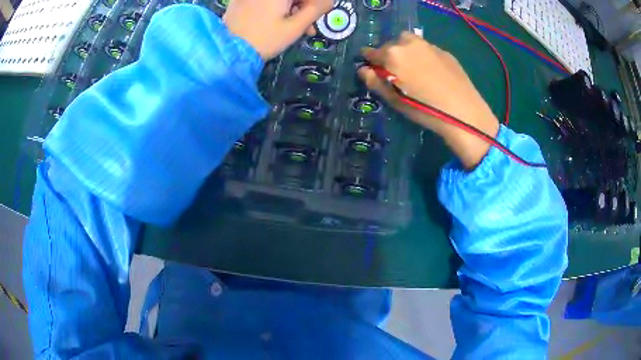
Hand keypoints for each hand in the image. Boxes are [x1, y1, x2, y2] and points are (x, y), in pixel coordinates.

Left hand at [224, 0, 333, 59]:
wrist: (228, 53)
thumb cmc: (265, 39)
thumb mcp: (295, 26)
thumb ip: (316, 9)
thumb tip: (329, 0)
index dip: (315, 4)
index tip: (317, 16)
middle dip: (303, 6)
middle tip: (309, 26)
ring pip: (279, 0)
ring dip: (291, 9)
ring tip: (295, 28)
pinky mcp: (241, 0)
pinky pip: (265, 2)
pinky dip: (275, 8)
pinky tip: (278, 22)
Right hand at [358, 32, 499, 168]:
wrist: (463, 112)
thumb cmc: (424, 109)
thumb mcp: (395, 100)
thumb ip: (376, 82)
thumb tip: (363, 70)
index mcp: (393, 54)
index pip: (372, 52)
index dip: (369, 60)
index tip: (371, 68)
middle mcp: (409, 44)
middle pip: (391, 44)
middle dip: (389, 54)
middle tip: (395, 71)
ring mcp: (429, 45)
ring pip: (410, 42)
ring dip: (406, 51)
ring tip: (413, 69)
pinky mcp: (444, 52)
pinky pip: (426, 49)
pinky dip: (423, 56)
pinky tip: (431, 72)